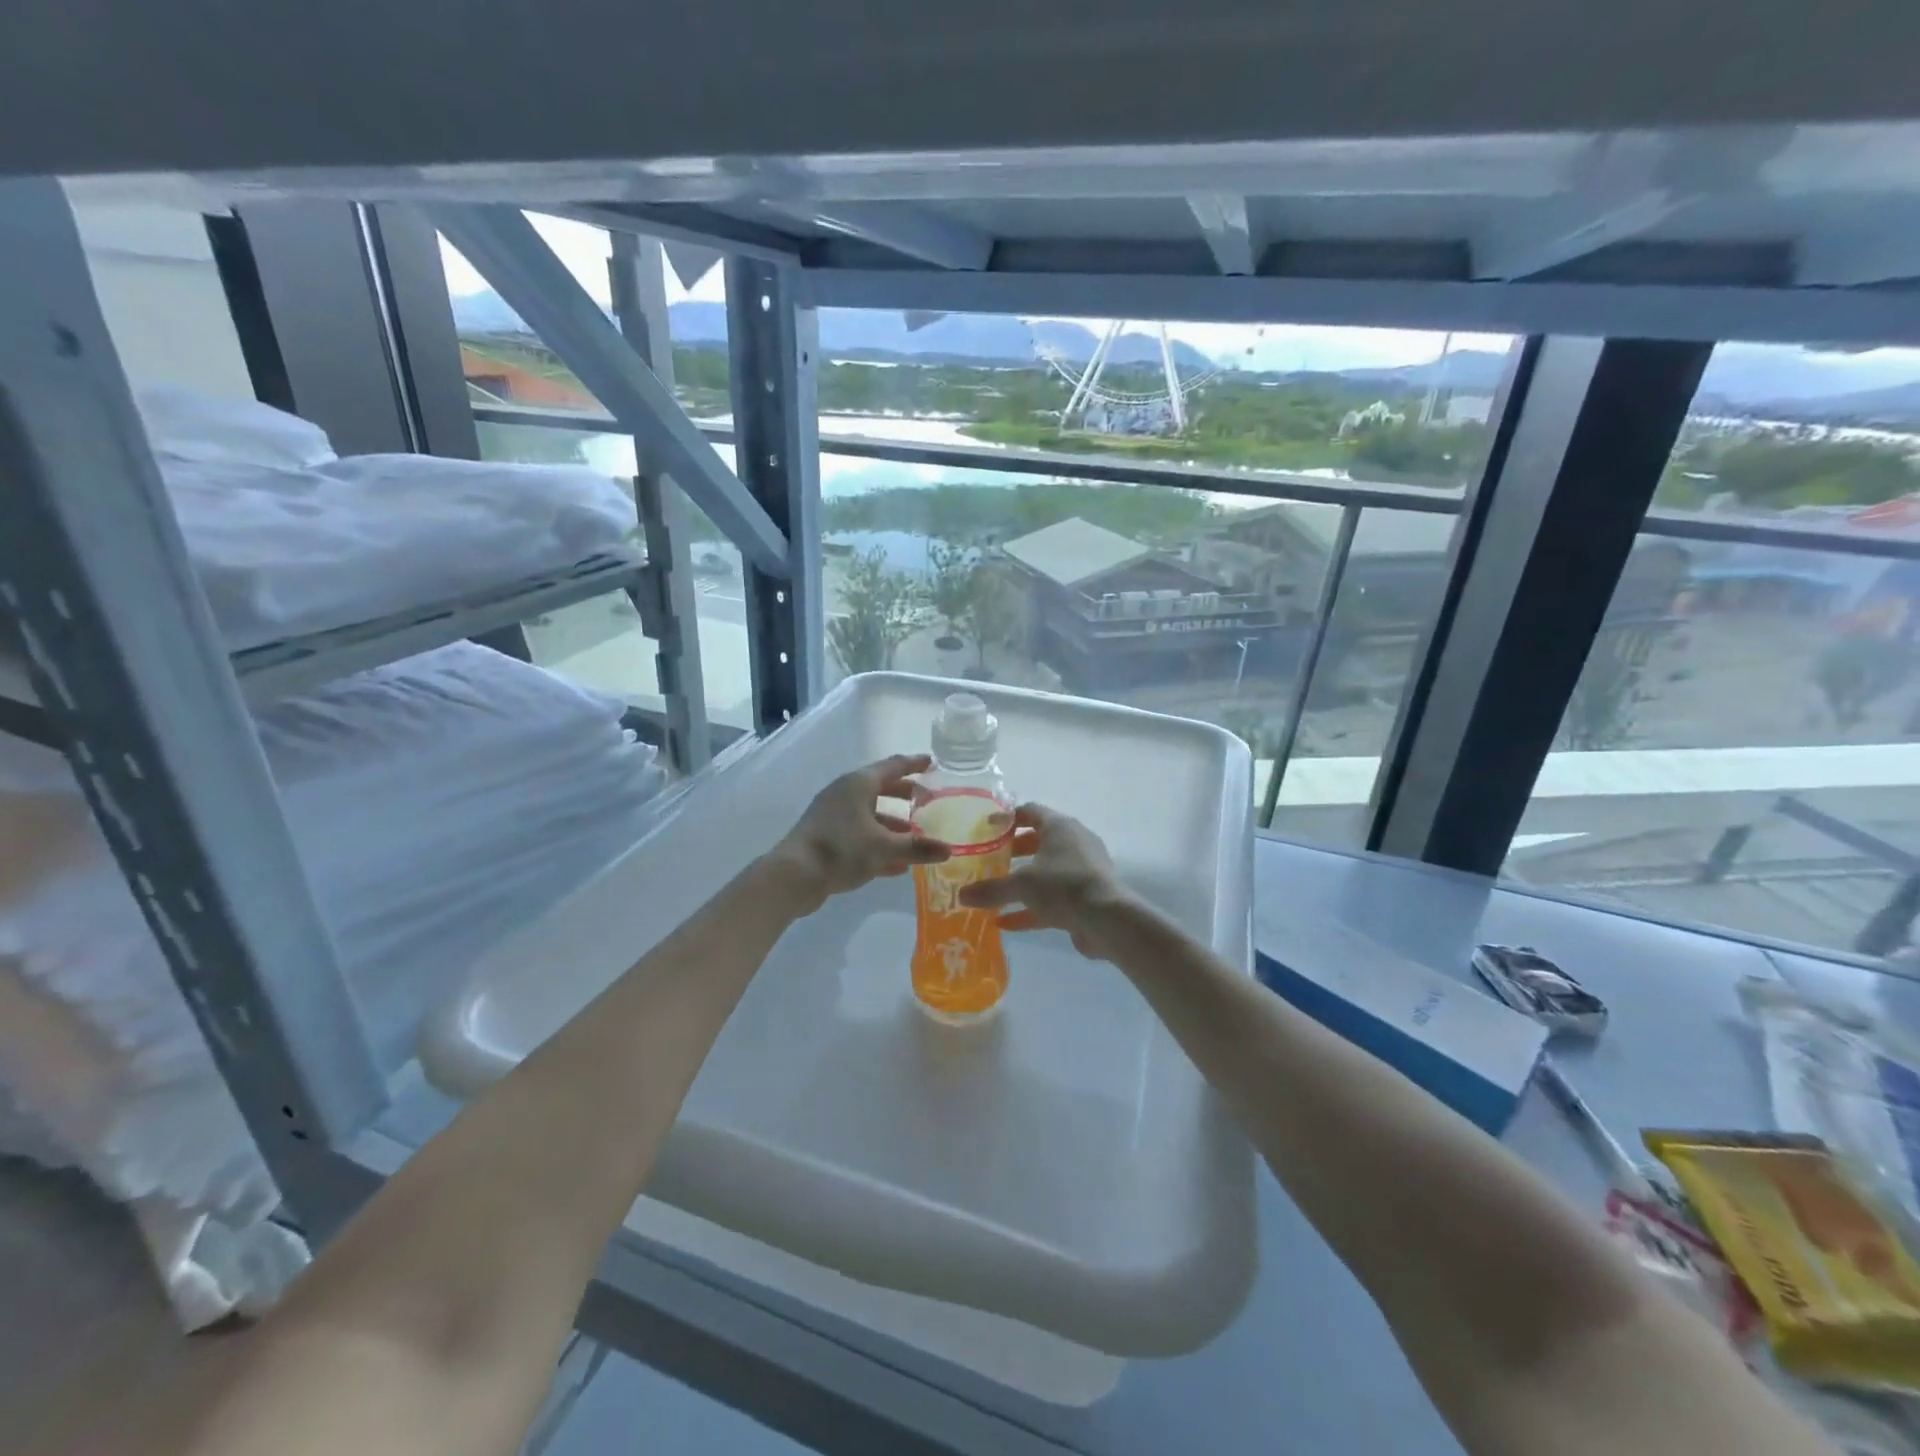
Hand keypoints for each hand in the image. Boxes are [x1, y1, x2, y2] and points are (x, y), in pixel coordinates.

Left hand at [765, 755, 950, 913]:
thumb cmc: (841, 849)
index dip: (914, 764)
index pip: (893, 766)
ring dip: (893, 824)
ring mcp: (832, 815)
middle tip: (927, 801)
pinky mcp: (825, 837)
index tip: (931, 762)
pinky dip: (878, 842)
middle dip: (905, 795)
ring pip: (870, 813)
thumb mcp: (884, 848)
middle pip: (881, 788)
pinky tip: (896, 864)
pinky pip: (859, 834)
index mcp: (859, 784)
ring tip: (916, 837)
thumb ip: (917, 847)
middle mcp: (844, 793)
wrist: (793, 875)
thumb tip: (948, 849)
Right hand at [957, 804, 1133, 957]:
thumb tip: (961, 895)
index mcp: (1059, 827)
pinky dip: (1031, 907)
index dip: (1006, 818)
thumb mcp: (1021, 885)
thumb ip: (990, 889)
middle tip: (989, 861)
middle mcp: (1073, 842)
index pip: (1030, 811)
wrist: (1108, 919)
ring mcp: (1083, 869)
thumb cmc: (1062, 886)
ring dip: (1022, 880)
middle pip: (1038, 841)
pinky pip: (1054, 897)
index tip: (985, 829)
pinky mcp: (1086, 895)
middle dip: (1013, 851)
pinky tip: (1006, 923)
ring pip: (1046, 870)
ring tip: (995, 891)